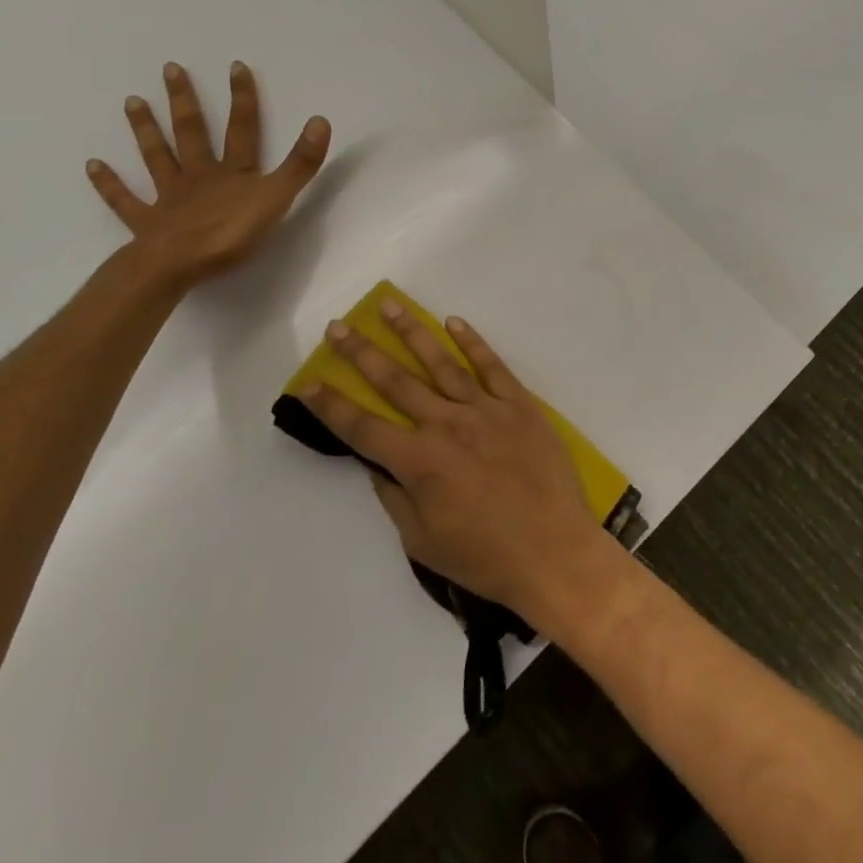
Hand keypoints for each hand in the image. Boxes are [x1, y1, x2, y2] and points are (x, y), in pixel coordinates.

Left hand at [88, 61, 330, 289]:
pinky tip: (92, 165)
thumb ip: (300, 163)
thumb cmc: (231, 234)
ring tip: (132, 101)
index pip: (242, 129)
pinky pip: (125, 200)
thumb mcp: (277, 198)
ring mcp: (169, 198)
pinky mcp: (146, 224)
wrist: (177, 266)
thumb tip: (320, 120)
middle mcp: (200, 176)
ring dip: (145, 130)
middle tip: (170, 69)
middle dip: (184, 102)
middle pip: (192, 133)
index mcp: (234, 172)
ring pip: (157, 157)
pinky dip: (109, 184)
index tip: (235, 66)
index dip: (242, 99)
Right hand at [298, 302, 612, 621]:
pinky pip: (491, 366)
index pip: (363, 427)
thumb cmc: (486, 557)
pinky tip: (454, 322)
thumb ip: (395, 497)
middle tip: (339, 326)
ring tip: (389, 306)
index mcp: (420, 461)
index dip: (331, 405)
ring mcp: (485, 409)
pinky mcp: (519, 404)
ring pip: (441, 362)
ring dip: (412, 332)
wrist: (554, 551)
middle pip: (396, 382)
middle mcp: (447, 424)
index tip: (307, 382)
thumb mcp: (423, 541)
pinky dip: (472, 342)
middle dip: (362, 353)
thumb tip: (378, 464)